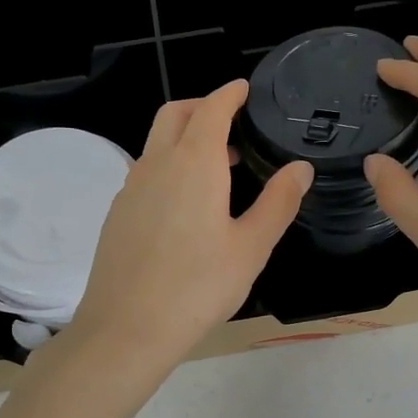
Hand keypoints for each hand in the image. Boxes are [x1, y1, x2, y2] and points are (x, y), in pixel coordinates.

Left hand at [66, 79, 311, 376]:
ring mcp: (130, 188)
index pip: (211, 109)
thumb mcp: (251, 247)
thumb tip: (300, 167)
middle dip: (202, 107)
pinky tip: (186, 205)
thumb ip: (278, 202)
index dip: (229, 94)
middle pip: (174, 114)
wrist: (127, 328)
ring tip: (218, 168)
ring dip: (184, 139)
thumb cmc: (198, 286)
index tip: (244, 89)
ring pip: (156, 144)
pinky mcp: (117, 213)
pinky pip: (145, 172)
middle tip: (231, 124)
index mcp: (193, 164)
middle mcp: (156, 165)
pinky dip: (168, 167)